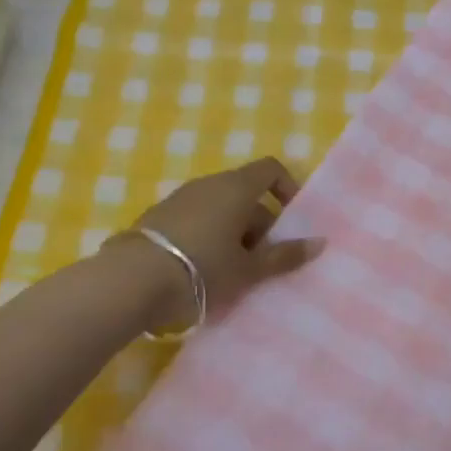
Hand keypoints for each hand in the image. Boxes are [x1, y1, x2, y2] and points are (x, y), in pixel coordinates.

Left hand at [121, 158, 323, 329]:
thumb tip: (320, 242)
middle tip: (262, 261)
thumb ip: (285, 256)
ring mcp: (179, 198)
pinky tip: (201, 270)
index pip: (271, 168)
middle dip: (260, 224)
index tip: (291, 221)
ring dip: (233, 232)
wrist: (130, 281)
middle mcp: (208, 184)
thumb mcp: (248, 270)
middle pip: (245, 193)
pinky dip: (208, 236)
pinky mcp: (157, 216)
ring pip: (219, 207)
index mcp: (235, 188)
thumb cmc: (202, 270)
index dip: (287, 188)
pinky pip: (195, 218)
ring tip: (232, 271)